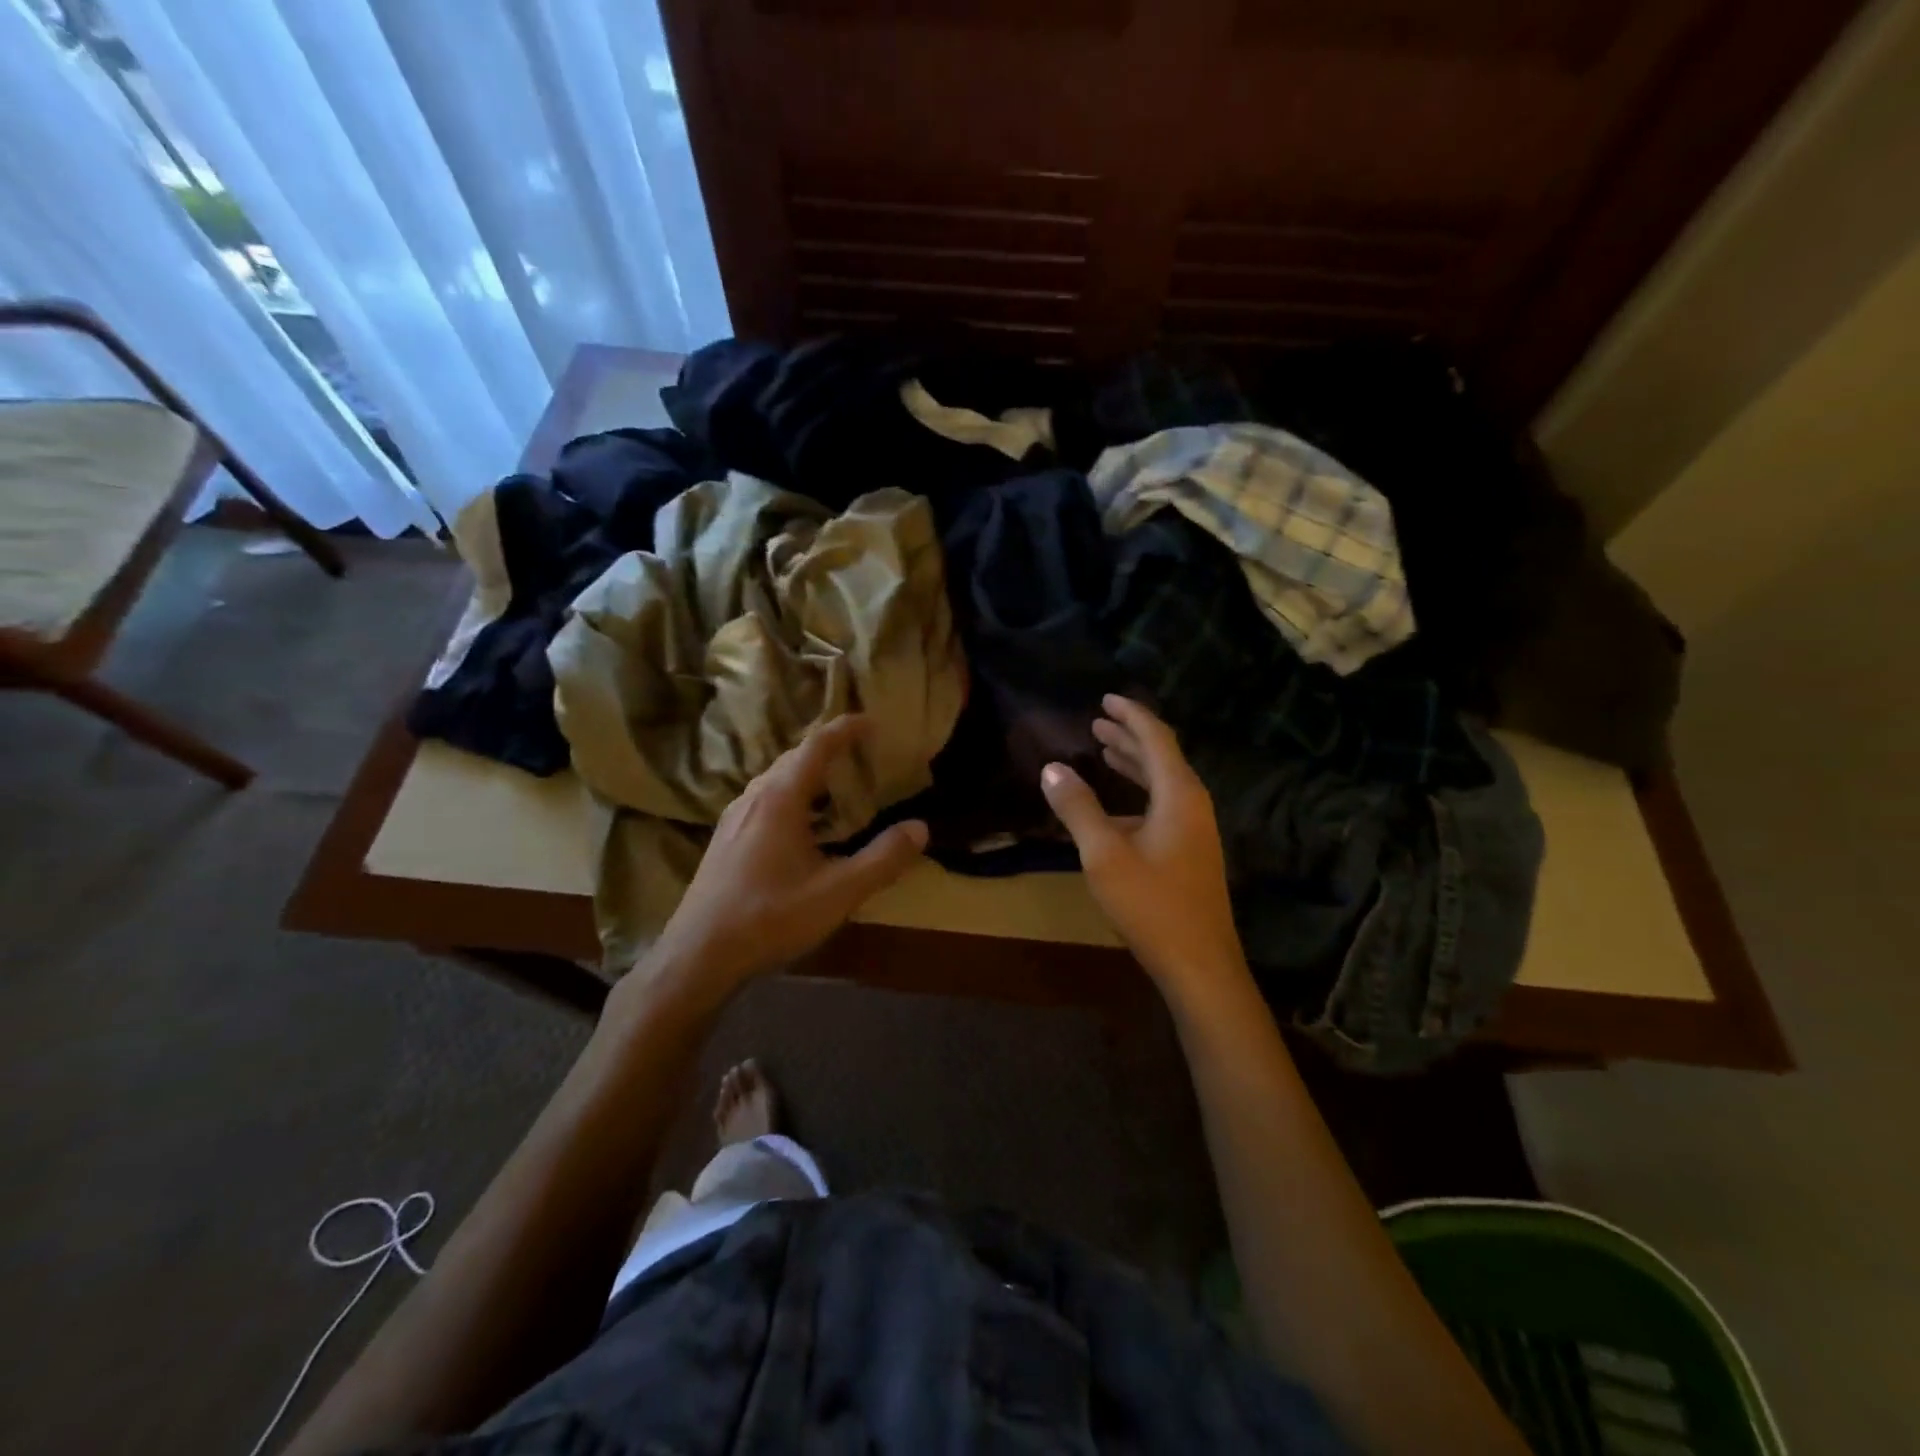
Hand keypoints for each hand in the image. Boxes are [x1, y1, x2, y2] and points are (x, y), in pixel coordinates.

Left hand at [637, 715, 928, 997]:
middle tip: (860, 753)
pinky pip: (763, 799)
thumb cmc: (771, 917)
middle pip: (793, 757)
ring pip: (775, 779)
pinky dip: (791, 795)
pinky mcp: (725, 839)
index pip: (816, 745)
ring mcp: (734, 817)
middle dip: (828, 748)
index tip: (871, 721)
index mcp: (781, 799)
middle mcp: (754, 797)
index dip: (845, 728)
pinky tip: (800, 825)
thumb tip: (920, 828)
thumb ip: (883, 859)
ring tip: (835, 785)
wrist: (699, 954)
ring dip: (807, 773)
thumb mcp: (838, 892)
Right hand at [1041, 695, 1245, 991]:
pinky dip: (1138, 792)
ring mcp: (1196, 829)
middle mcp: (1193, 804)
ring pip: (1163, 782)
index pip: (1156, 738)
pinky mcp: (1191, 851)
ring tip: (1103, 749)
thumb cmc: (1151, 904)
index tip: (1105, 698)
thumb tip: (1052, 768)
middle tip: (1097, 722)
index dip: (1130, 715)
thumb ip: (1077, 808)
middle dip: (1129, 736)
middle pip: (1161, 756)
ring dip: (1133, 763)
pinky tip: (1116, 806)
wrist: (1200, 963)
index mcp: (1179, 794)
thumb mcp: (1104, 855)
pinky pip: (1163, 804)